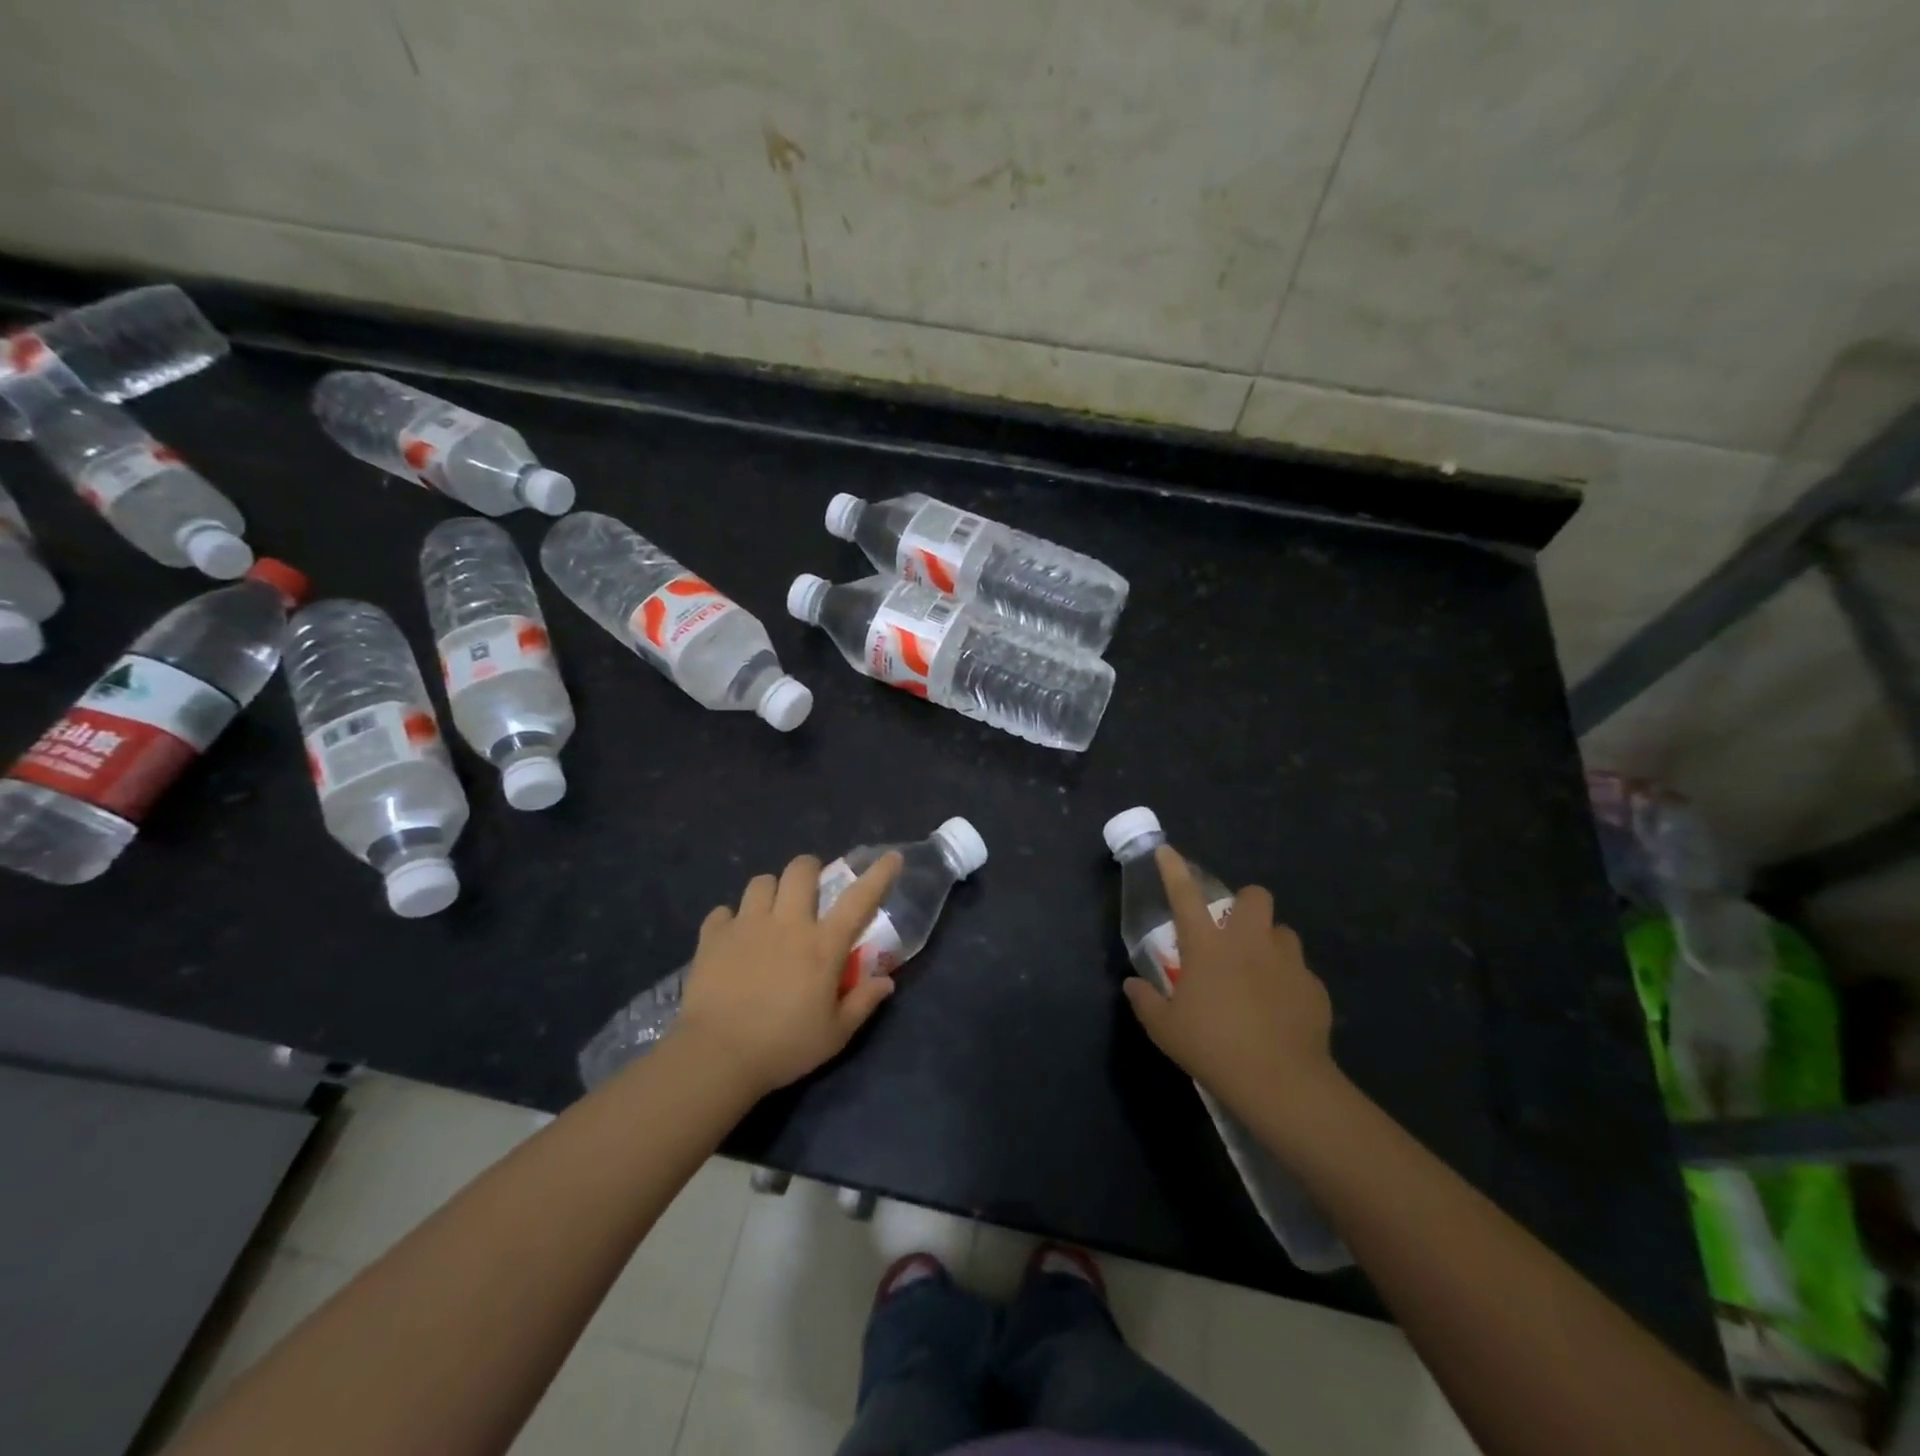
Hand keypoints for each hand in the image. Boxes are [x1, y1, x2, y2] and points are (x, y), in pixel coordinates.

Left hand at [671, 852, 903, 1096]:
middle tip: (810, 891)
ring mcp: (747, 926)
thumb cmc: (783, 1047)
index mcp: (822, 945)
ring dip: (770, 892)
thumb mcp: (835, 1035)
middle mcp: (787, 924)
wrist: (716, 1056)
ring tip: (769, 913)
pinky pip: (723, 912)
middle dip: (809, 870)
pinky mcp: (713, 937)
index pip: (859, 899)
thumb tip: (886, 982)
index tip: (892, 857)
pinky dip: (730, 920)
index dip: (879, 875)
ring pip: (761, 882)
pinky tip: (732, 939)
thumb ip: (862, 1003)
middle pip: (800, 870)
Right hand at [1123, 846, 1338, 1121]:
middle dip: (1245, 904)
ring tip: (1260, 971)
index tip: (1168, 850)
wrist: (1280, 1081)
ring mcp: (1286, 962)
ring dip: (1269, 943)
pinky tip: (1281, 1009)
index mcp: (1207, 946)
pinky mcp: (1313, 987)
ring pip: (1283, 932)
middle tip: (1234, 933)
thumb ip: (1146, 1001)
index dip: (1174, 870)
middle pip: (1255, 896)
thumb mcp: (1165, 1028)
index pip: (1185, 896)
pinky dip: (1288, 982)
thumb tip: (1133, 984)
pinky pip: (1300, 972)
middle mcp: (1249, 942)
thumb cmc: (1212, 1047)